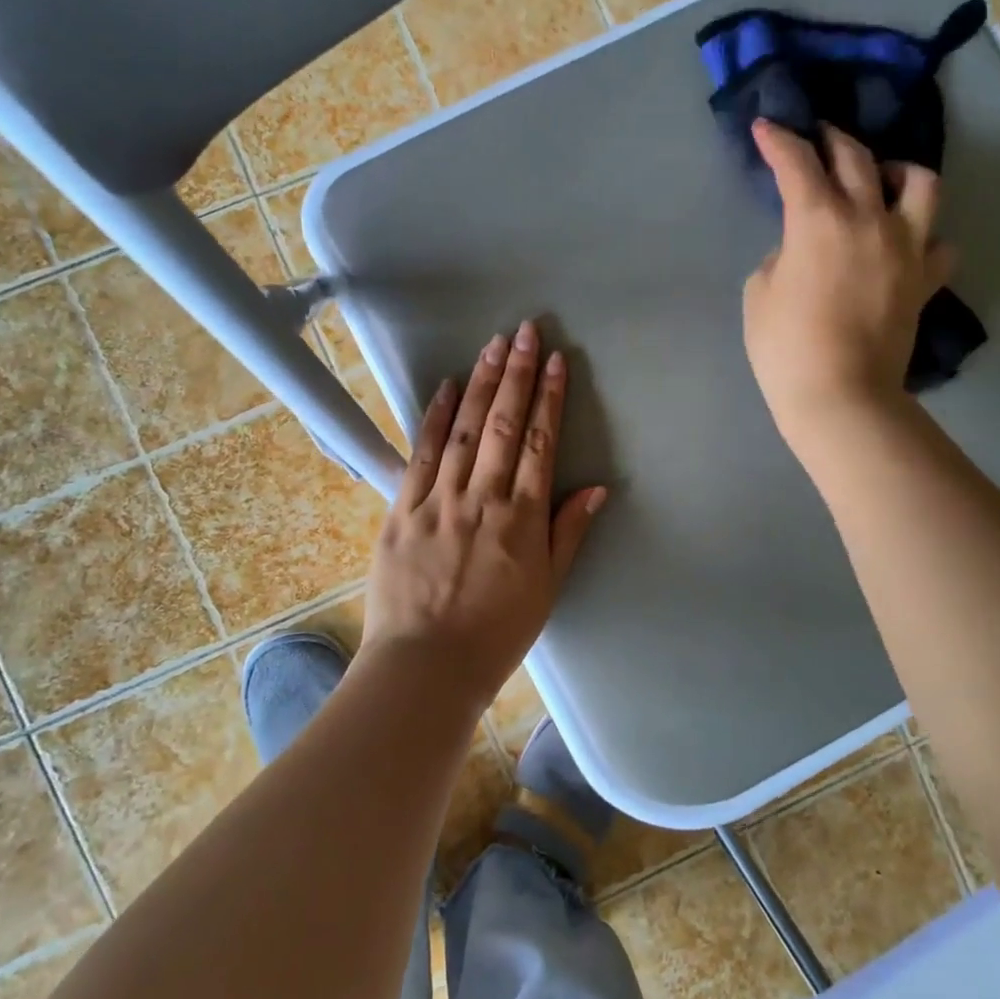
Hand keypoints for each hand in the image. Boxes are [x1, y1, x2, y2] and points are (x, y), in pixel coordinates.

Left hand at [361, 321, 607, 702]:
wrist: (426, 666)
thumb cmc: (496, 632)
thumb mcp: (548, 588)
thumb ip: (569, 533)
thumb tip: (598, 488)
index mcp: (522, 518)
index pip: (541, 444)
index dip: (551, 399)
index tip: (557, 361)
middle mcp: (483, 498)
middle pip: (504, 425)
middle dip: (518, 375)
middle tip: (526, 331)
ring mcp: (439, 500)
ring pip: (464, 430)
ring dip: (481, 384)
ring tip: (494, 345)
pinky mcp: (402, 510)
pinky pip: (420, 454)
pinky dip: (435, 418)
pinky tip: (447, 386)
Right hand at [742, 119, 953, 459]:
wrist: (840, 395)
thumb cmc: (785, 347)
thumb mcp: (759, 293)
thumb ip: (781, 256)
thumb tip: (802, 249)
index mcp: (818, 219)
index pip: (796, 162)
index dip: (778, 140)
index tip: (766, 126)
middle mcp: (868, 219)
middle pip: (856, 158)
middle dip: (831, 139)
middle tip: (817, 138)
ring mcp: (906, 248)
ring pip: (920, 183)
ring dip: (897, 171)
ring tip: (882, 180)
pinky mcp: (925, 280)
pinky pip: (939, 245)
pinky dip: (924, 237)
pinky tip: (908, 244)